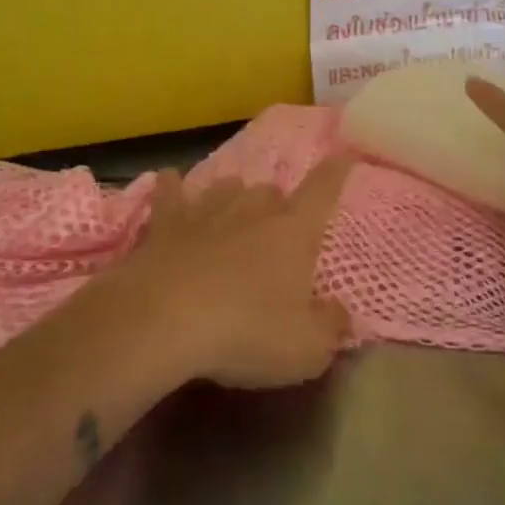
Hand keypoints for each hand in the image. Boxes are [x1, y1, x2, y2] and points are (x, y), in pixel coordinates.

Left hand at [108, 159, 353, 388]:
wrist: (161, 323)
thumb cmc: (245, 332)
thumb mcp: (306, 348)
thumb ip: (331, 327)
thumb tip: (340, 313)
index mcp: (294, 232)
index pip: (322, 191)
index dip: (335, 173)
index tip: (343, 155)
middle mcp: (253, 210)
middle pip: (271, 191)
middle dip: (278, 205)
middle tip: (277, 231)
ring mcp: (205, 212)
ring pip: (227, 188)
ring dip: (235, 198)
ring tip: (235, 213)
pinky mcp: (164, 225)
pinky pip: (170, 193)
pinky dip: (172, 187)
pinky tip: (169, 180)